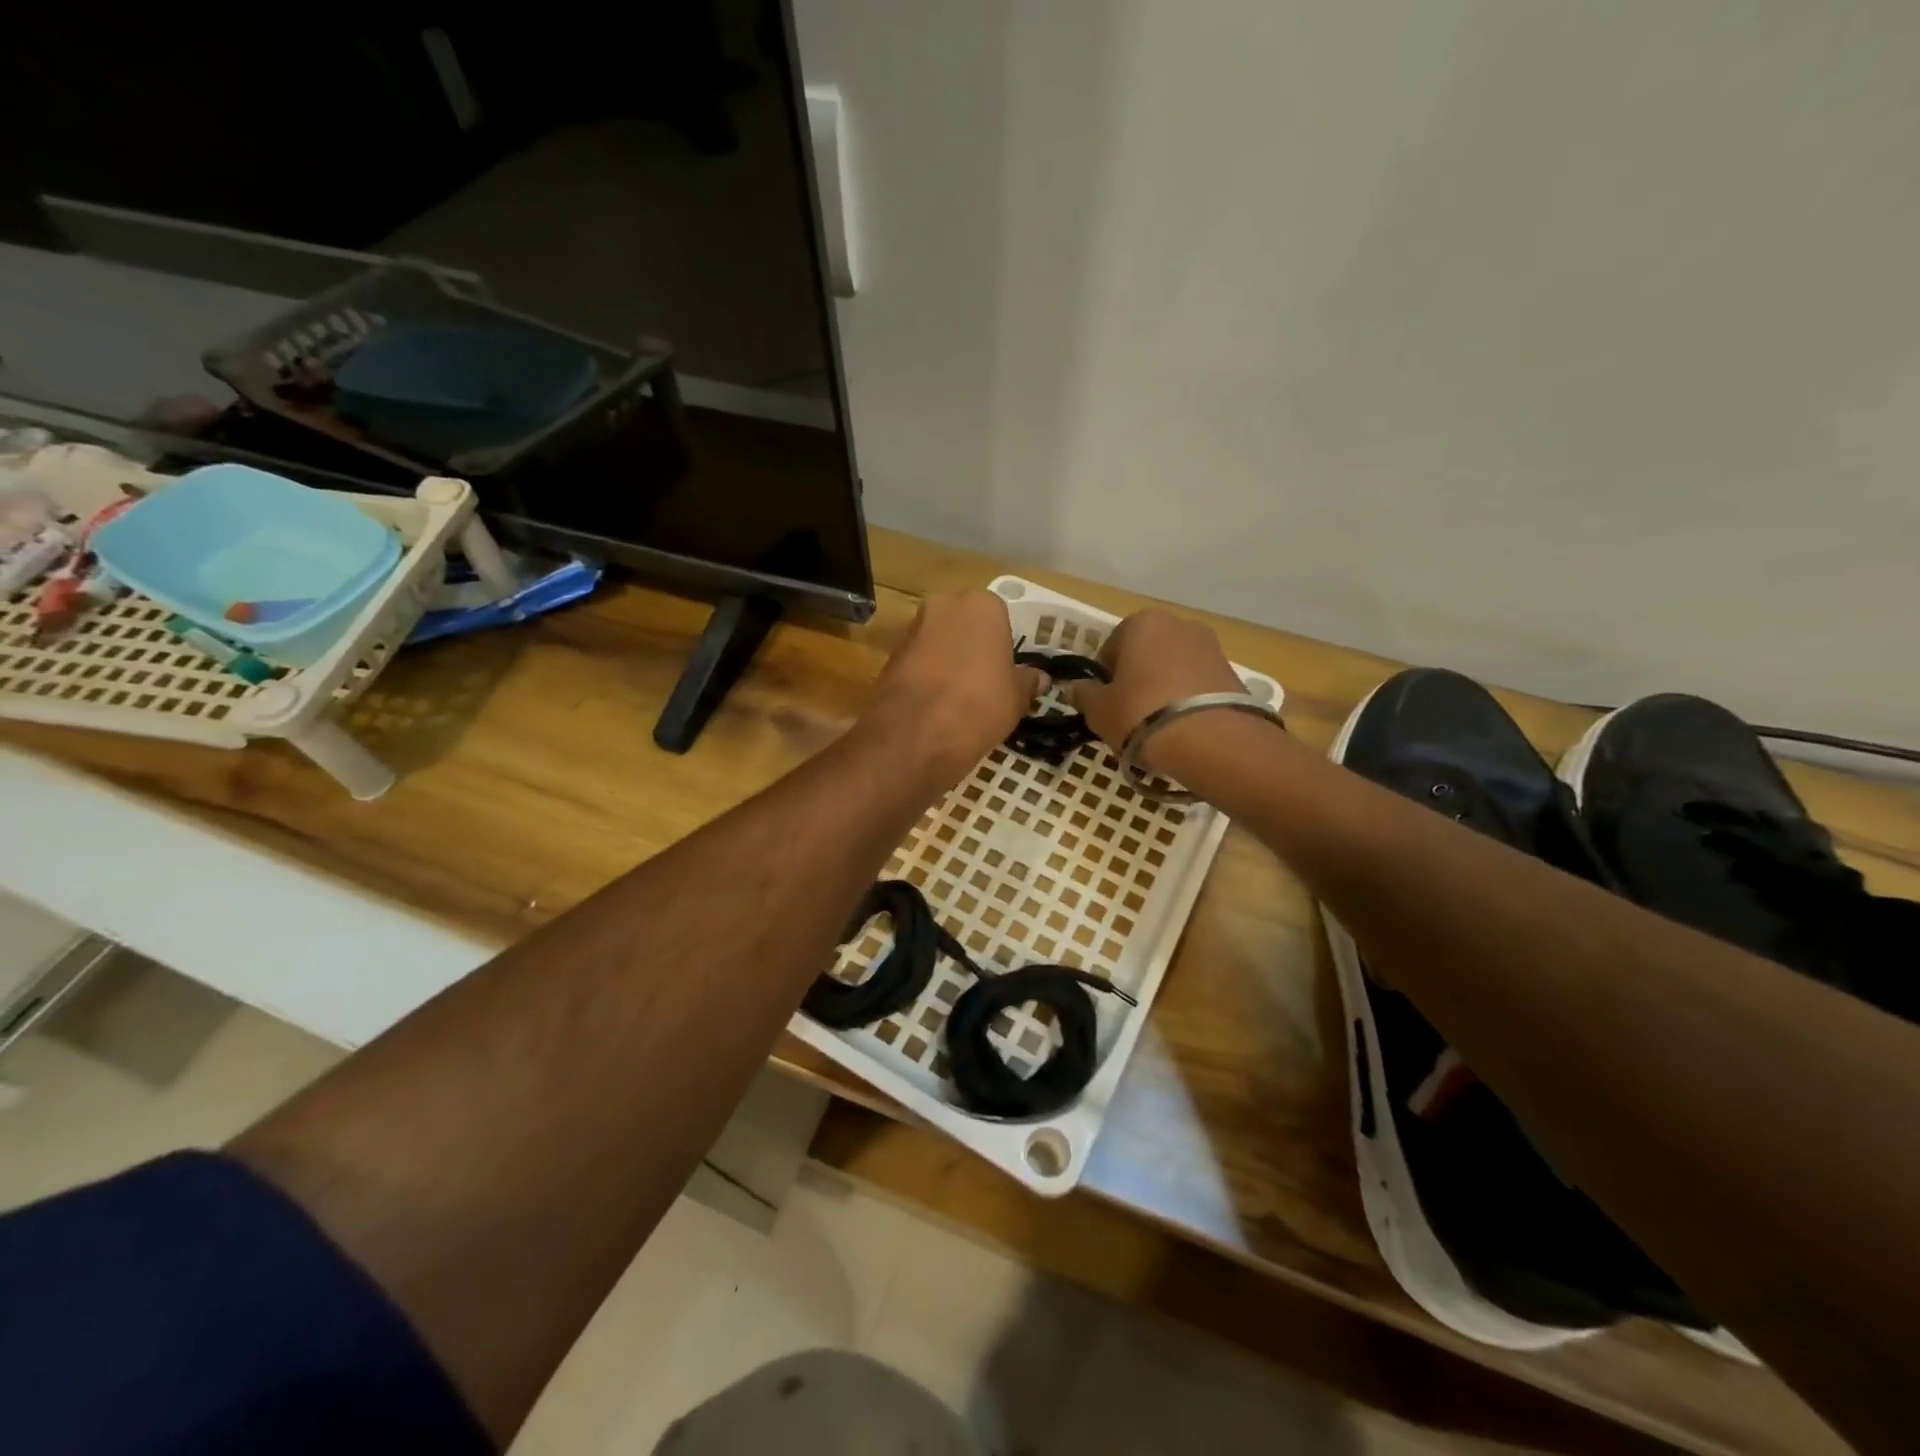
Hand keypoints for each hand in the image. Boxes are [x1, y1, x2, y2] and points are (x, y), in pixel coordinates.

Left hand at [867, 591, 1046, 780]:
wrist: (917, 733)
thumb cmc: (980, 704)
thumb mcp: (1016, 698)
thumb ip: (1027, 682)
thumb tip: (1039, 678)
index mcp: (982, 605)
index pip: (999, 618)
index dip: (1001, 647)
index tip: (1003, 673)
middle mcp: (944, 605)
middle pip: (963, 624)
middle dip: (970, 647)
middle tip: (982, 682)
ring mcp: (912, 629)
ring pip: (937, 642)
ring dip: (945, 661)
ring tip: (957, 698)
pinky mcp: (889, 656)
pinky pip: (916, 663)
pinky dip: (924, 678)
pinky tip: (933, 706)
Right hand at [1067, 609, 1247, 771]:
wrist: (1211, 740)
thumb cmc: (1141, 714)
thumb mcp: (1099, 710)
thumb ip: (1084, 694)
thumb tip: (1075, 688)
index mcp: (1142, 623)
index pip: (1111, 647)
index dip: (1104, 678)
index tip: (1105, 703)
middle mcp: (1179, 624)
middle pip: (1146, 654)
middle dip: (1137, 679)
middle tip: (1129, 715)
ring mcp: (1211, 647)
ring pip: (1173, 669)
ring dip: (1163, 690)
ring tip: (1158, 727)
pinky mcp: (1233, 673)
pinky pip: (1197, 685)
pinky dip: (1188, 701)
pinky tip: (1182, 729)